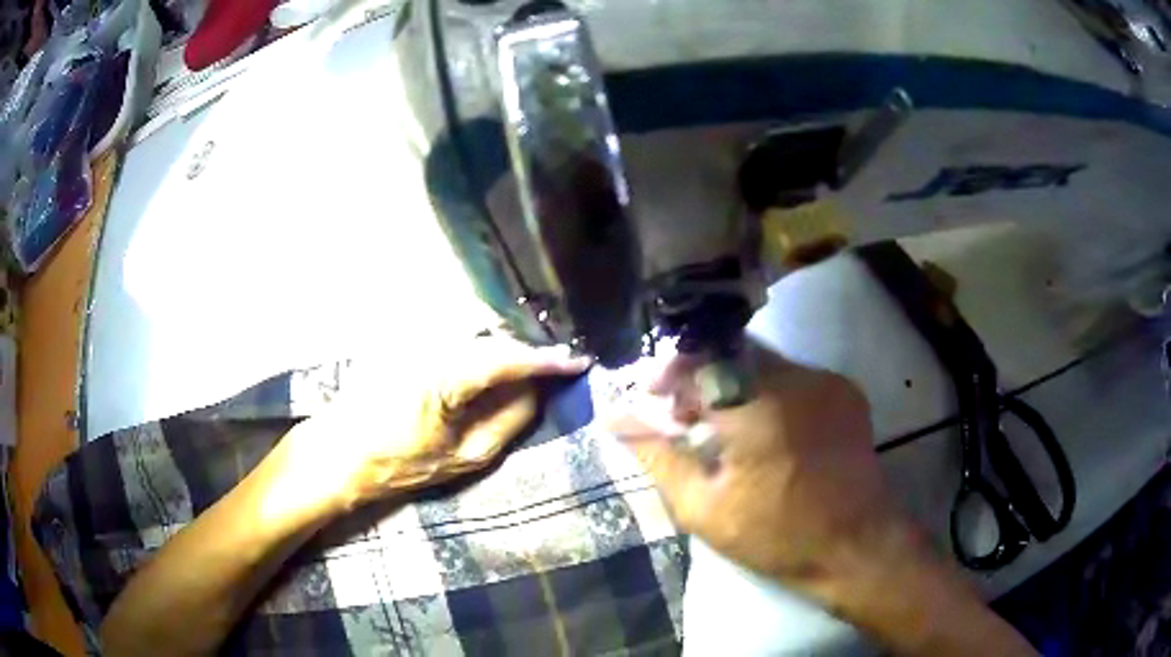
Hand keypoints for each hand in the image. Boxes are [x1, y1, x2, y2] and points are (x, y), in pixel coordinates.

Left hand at [287, 338, 590, 512]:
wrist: (341, 450)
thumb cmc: (400, 462)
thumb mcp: (465, 456)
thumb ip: (509, 420)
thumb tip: (538, 390)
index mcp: (444, 374)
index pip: (508, 357)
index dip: (547, 359)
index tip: (579, 361)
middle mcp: (429, 341)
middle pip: (494, 333)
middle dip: (525, 349)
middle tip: (552, 368)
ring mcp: (414, 335)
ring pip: (474, 327)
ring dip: (502, 344)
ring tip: (522, 368)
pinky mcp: (404, 336)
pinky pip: (454, 330)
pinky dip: (478, 342)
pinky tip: (485, 364)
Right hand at [607, 342, 910, 592]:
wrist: (855, 545)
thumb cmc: (776, 535)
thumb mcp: (704, 507)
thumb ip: (658, 457)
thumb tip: (616, 421)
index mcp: (757, 405)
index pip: (700, 357)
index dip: (670, 372)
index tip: (653, 399)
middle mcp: (796, 378)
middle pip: (732, 352)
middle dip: (699, 377)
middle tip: (683, 417)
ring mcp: (826, 381)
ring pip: (763, 362)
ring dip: (732, 383)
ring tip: (720, 426)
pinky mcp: (845, 391)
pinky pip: (793, 376)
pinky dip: (766, 391)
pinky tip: (762, 430)